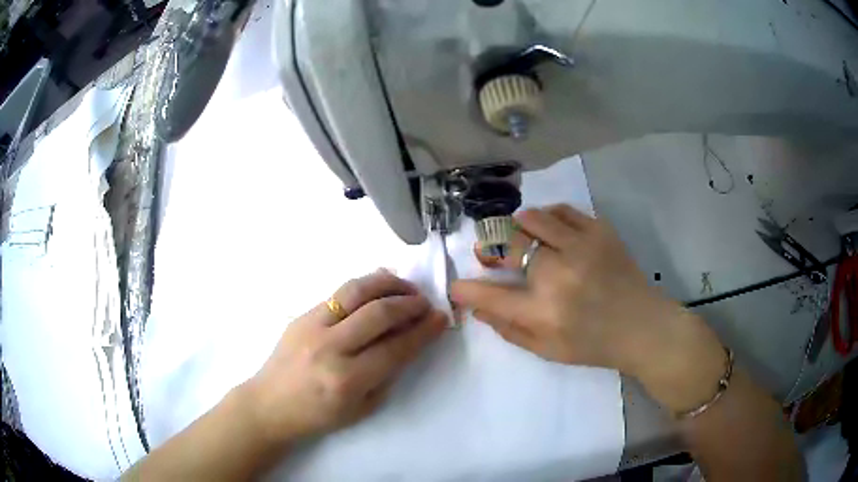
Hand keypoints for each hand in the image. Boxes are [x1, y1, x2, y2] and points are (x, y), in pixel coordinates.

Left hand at [245, 270, 446, 444]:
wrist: (270, 404)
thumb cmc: (318, 415)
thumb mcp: (362, 408)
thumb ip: (387, 375)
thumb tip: (407, 340)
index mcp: (347, 380)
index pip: (395, 349)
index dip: (423, 331)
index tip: (440, 318)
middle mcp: (330, 349)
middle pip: (379, 313)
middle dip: (410, 304)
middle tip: (425, 303)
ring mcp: (312, 327)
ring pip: (356, 292)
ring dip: (388, 284)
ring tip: (406, 287)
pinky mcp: (302, 315)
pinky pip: (338, 293)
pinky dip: (364, 285)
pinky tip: (378, 285)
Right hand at [451, 205, 724, 411]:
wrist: (643, 326)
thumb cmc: (594, 345)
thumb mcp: (548, 350)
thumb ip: (509, 330)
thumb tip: (477, 307)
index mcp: (544, 312)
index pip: (490, 296)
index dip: (466, 288)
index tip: (457, 285)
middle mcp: (558, 275)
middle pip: (508, 247)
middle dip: (492, 251)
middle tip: (496, 256)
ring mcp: (581, 247)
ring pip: (531, 219)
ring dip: (518, 228)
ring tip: (524, 239)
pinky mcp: (600, 231)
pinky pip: (562, 211)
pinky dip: (548, 217)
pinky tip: (550, 229)